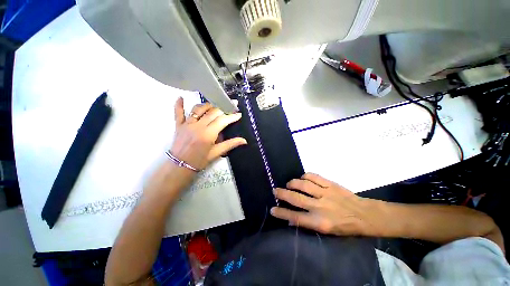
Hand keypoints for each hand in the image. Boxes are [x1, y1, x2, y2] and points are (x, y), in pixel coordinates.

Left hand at [170, 97, 246, 170]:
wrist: (180, 166)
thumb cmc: (200, 160)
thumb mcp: (217, 153)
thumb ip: (230, 144)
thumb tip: (244, 140)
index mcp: (208, 134)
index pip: (222, 121)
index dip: (231, 116)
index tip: (238, 113)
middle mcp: (198, 126)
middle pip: (212, 112)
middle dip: (223, 108)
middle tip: (231, 104)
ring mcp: (187, 124)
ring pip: (198, 109)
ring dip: (208, 105)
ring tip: (216, 103)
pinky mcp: (179, 125)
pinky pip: (178, 113)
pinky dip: (179, 105)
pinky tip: (181, 98)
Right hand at [270, 173, 378, 235]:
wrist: (364, 214)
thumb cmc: (345, 226)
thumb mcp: (327, 231)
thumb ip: (308, 224)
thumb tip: (292, 219)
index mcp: (320, 222)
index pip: (296, 217)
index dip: (282, 213)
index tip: (272, 209)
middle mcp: (320, 207)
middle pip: (296, 198)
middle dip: (283, 194)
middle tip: (275, 191)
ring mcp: (325, 193)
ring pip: (303, 185)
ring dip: (293, 183)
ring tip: (289, 184)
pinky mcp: (330, 184)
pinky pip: (314, 176)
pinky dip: (305, 176)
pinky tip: (302, 178)